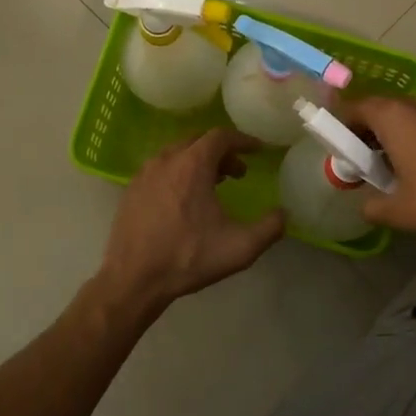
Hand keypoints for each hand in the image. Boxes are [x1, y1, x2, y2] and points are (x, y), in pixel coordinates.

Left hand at [95, 129, 285, 311]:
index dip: (243, 140)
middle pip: (198, 141)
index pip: (221, 137)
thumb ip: (270, 228)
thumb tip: (284, 214)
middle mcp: (166, 160)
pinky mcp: (131, 190)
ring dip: (198, 162)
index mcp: (192, 165)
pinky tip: (184, 200)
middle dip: (222, 152)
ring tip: (213, 185)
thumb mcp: (240, 247)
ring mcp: (144, 174)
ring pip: (177, 154)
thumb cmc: (188, 258)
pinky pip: (160, 169)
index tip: (258, 150)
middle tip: (237, 172)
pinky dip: (178, 173)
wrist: (133, 279)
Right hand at [343, 95, 415, 243]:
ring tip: (388, 169)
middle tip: (359, 163)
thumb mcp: (401, 211)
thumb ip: (373, 206)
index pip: (354, 108)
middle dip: (365, 133)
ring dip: (391, 137)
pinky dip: (415, 139)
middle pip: (380, 110)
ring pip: (406, 117)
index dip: (340, 127)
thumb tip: (366, 207)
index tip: (336, 151)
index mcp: (395, 116)